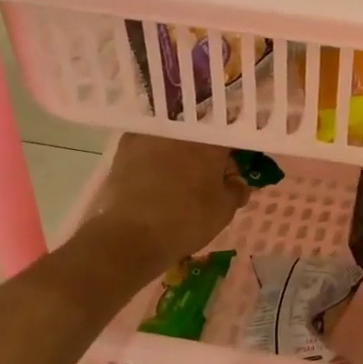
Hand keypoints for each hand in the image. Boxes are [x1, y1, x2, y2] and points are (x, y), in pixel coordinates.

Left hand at [84, 134, 248, 275]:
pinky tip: (153, 177)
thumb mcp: (224, 211)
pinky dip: (154, 157)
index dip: (232, 154)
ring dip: (178, 153)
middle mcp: (182, 129)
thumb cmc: (187, 221)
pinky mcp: (126, 145)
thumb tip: (237, 182)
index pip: (229, 137)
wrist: (132, 234)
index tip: (230, 171)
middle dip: (204, 153)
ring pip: (173, 138)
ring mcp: (152, 134)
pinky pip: (148, 146)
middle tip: (205, 178)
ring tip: (176, 179)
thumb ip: (236, 190)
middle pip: (200, 134)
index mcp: (211, 141)